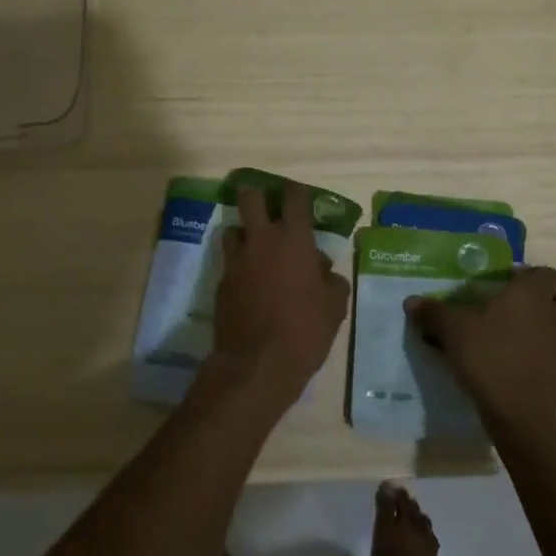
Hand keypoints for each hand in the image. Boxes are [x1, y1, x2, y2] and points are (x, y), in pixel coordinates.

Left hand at [210, 182, 350, 402]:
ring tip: (258, 251)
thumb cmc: (305, 330)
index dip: (297, 192)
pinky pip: (230, 263)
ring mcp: (236, 260)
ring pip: (233, 228)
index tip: (300, 197)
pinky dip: (240, 267)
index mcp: (293, 239)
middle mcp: (261, 240)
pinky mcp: (221, 283)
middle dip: (258, 196)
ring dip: (245, 234)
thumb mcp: (335, 306)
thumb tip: (323, 272)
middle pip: (250, 197)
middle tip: (268, 210)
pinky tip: (251, 286)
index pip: (294, 197)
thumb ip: (332, 281)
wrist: (257, 363)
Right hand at [409, 267, 555, 435]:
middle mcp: (553, 319)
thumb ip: (432, 312)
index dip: (533, 277)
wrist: (516, 413)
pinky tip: (538, 374)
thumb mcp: (451, 329)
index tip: (510, 285)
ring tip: (527, 340)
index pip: (549, 274)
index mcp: (531, 296)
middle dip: (546, 303)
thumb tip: (411, 301)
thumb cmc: (486, 356)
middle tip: (517, 312)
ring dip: (553, 333)